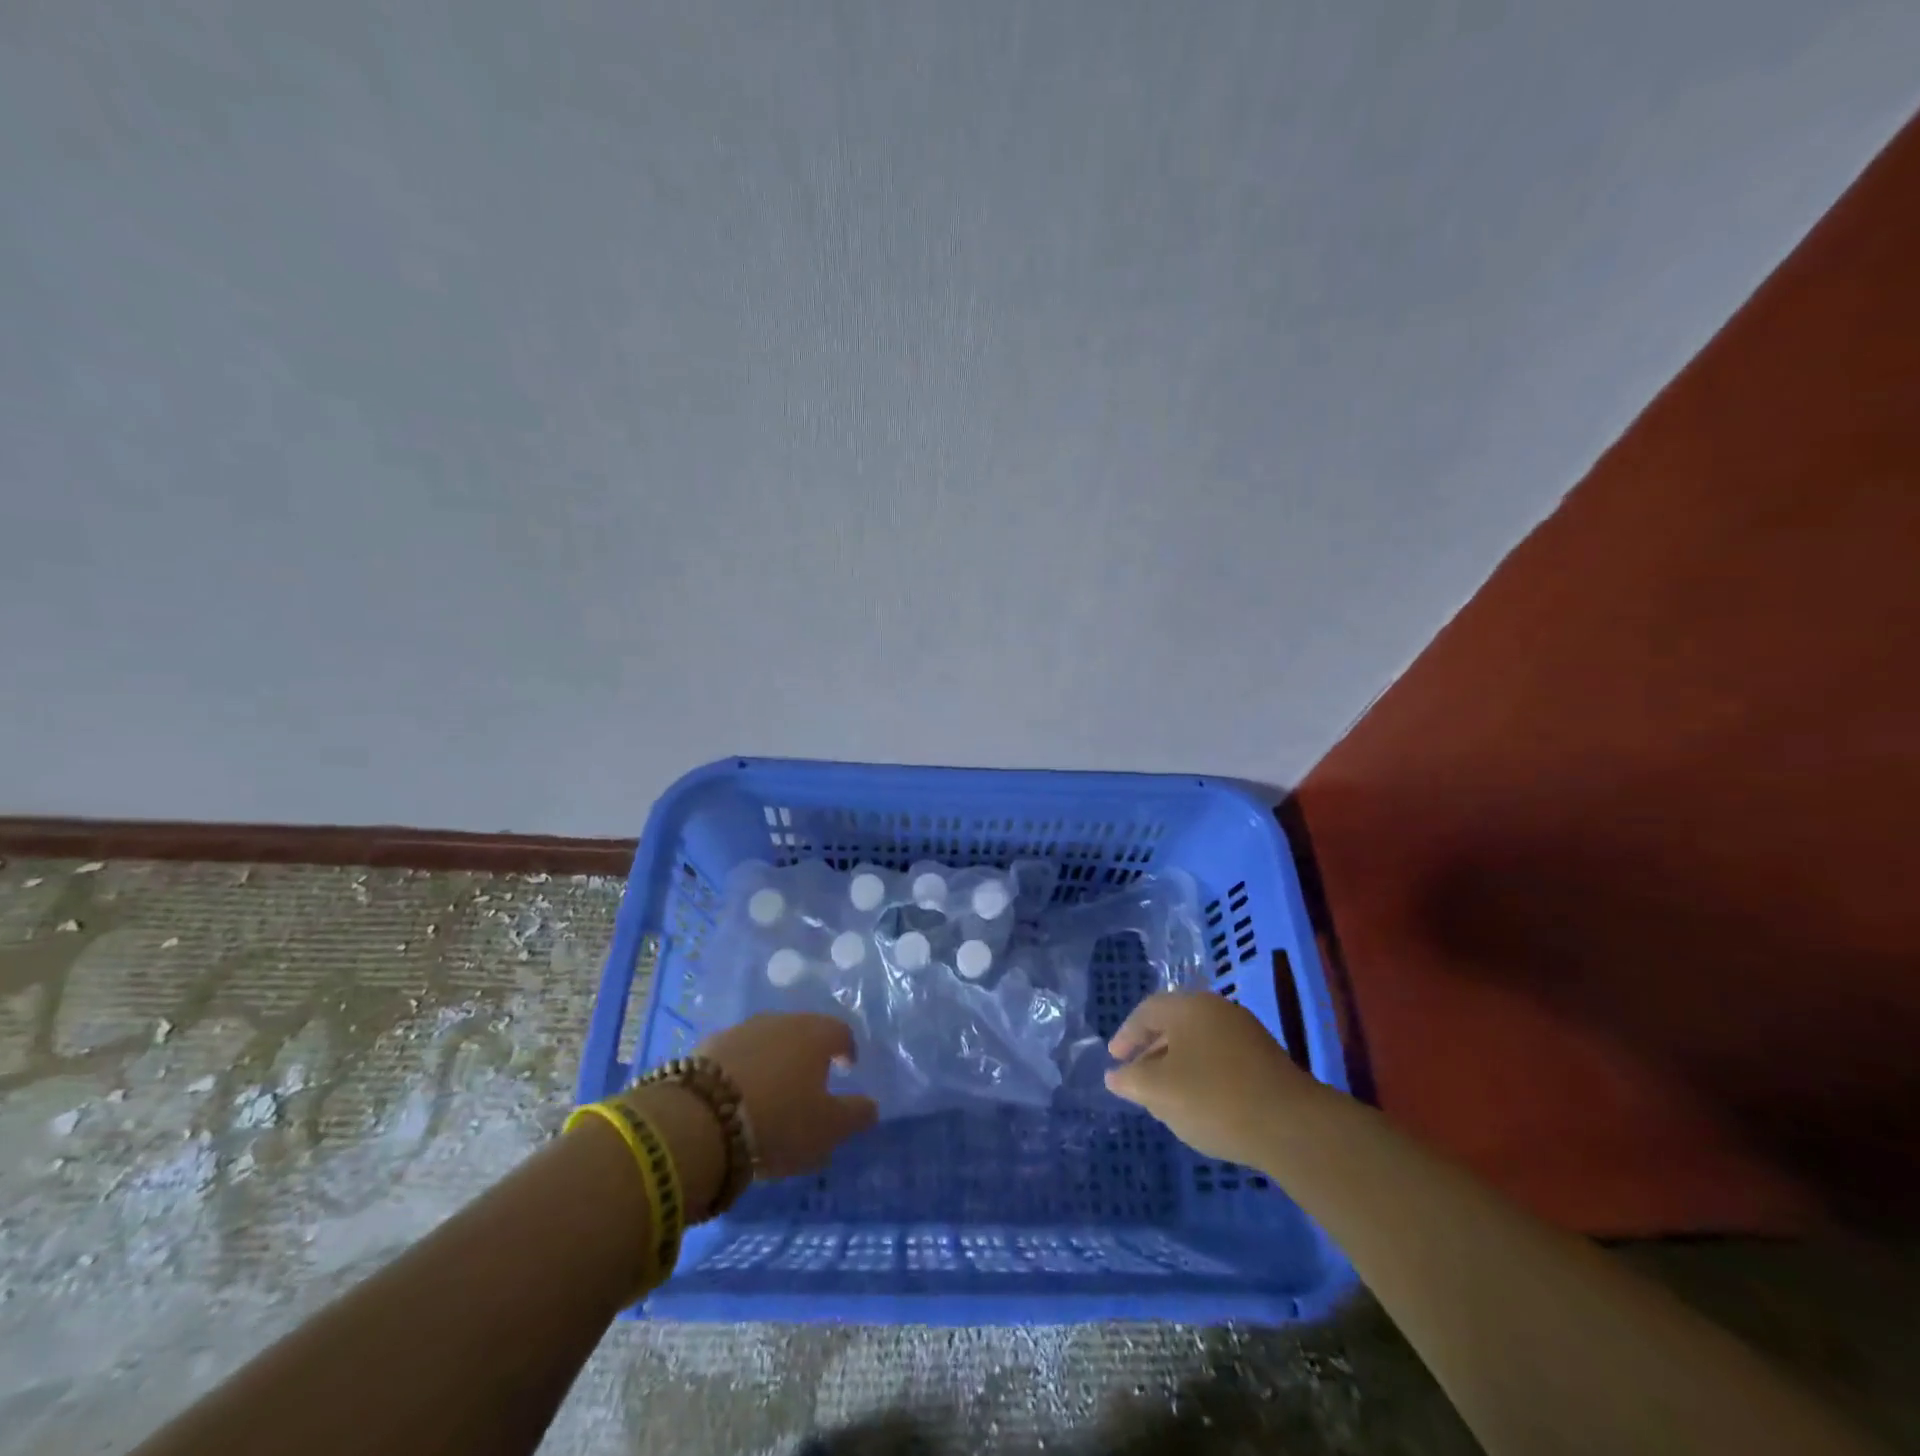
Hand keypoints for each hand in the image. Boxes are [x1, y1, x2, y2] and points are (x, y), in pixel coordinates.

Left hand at [695, 1013, 879, 1178]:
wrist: (700, 1119)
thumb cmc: (779, 1120)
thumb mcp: (828, 1128)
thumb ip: (855, 1115)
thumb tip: (871, 1106)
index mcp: (815, 1034)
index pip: (840, 1032)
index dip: (846, 1049)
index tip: (846, 1068)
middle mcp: (780, 1021)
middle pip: (802, 1031)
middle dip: (808, 1053)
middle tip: (809, 1082)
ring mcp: (741, 1030)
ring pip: (767, 1040)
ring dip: (773, 1060)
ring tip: (770, 1092)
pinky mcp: (706, 1047)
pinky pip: (735, 1055)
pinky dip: (741, 1069)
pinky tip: (736, 1095)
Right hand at [1104, 992, 1318, 1163]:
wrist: (1292, 1126)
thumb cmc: (1214, 1099)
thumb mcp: (1160, 1091)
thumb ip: (1131, 1080)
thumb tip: (1115, 1075)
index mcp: (1189, 1007)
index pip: (1147, 1011)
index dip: (1126, 1035)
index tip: (1115, 1058)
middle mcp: (1217, 1010)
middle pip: (1174, 1024)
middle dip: (1151, 1050)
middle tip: (1136, 1075)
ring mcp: (1245, 1033)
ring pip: (1198, 1042)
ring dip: (1177, 1063)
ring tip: (1166, 1094)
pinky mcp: (1265, 1059)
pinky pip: (1220, 1057)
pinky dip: (1201, 1073)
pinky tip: (1200, 1101)